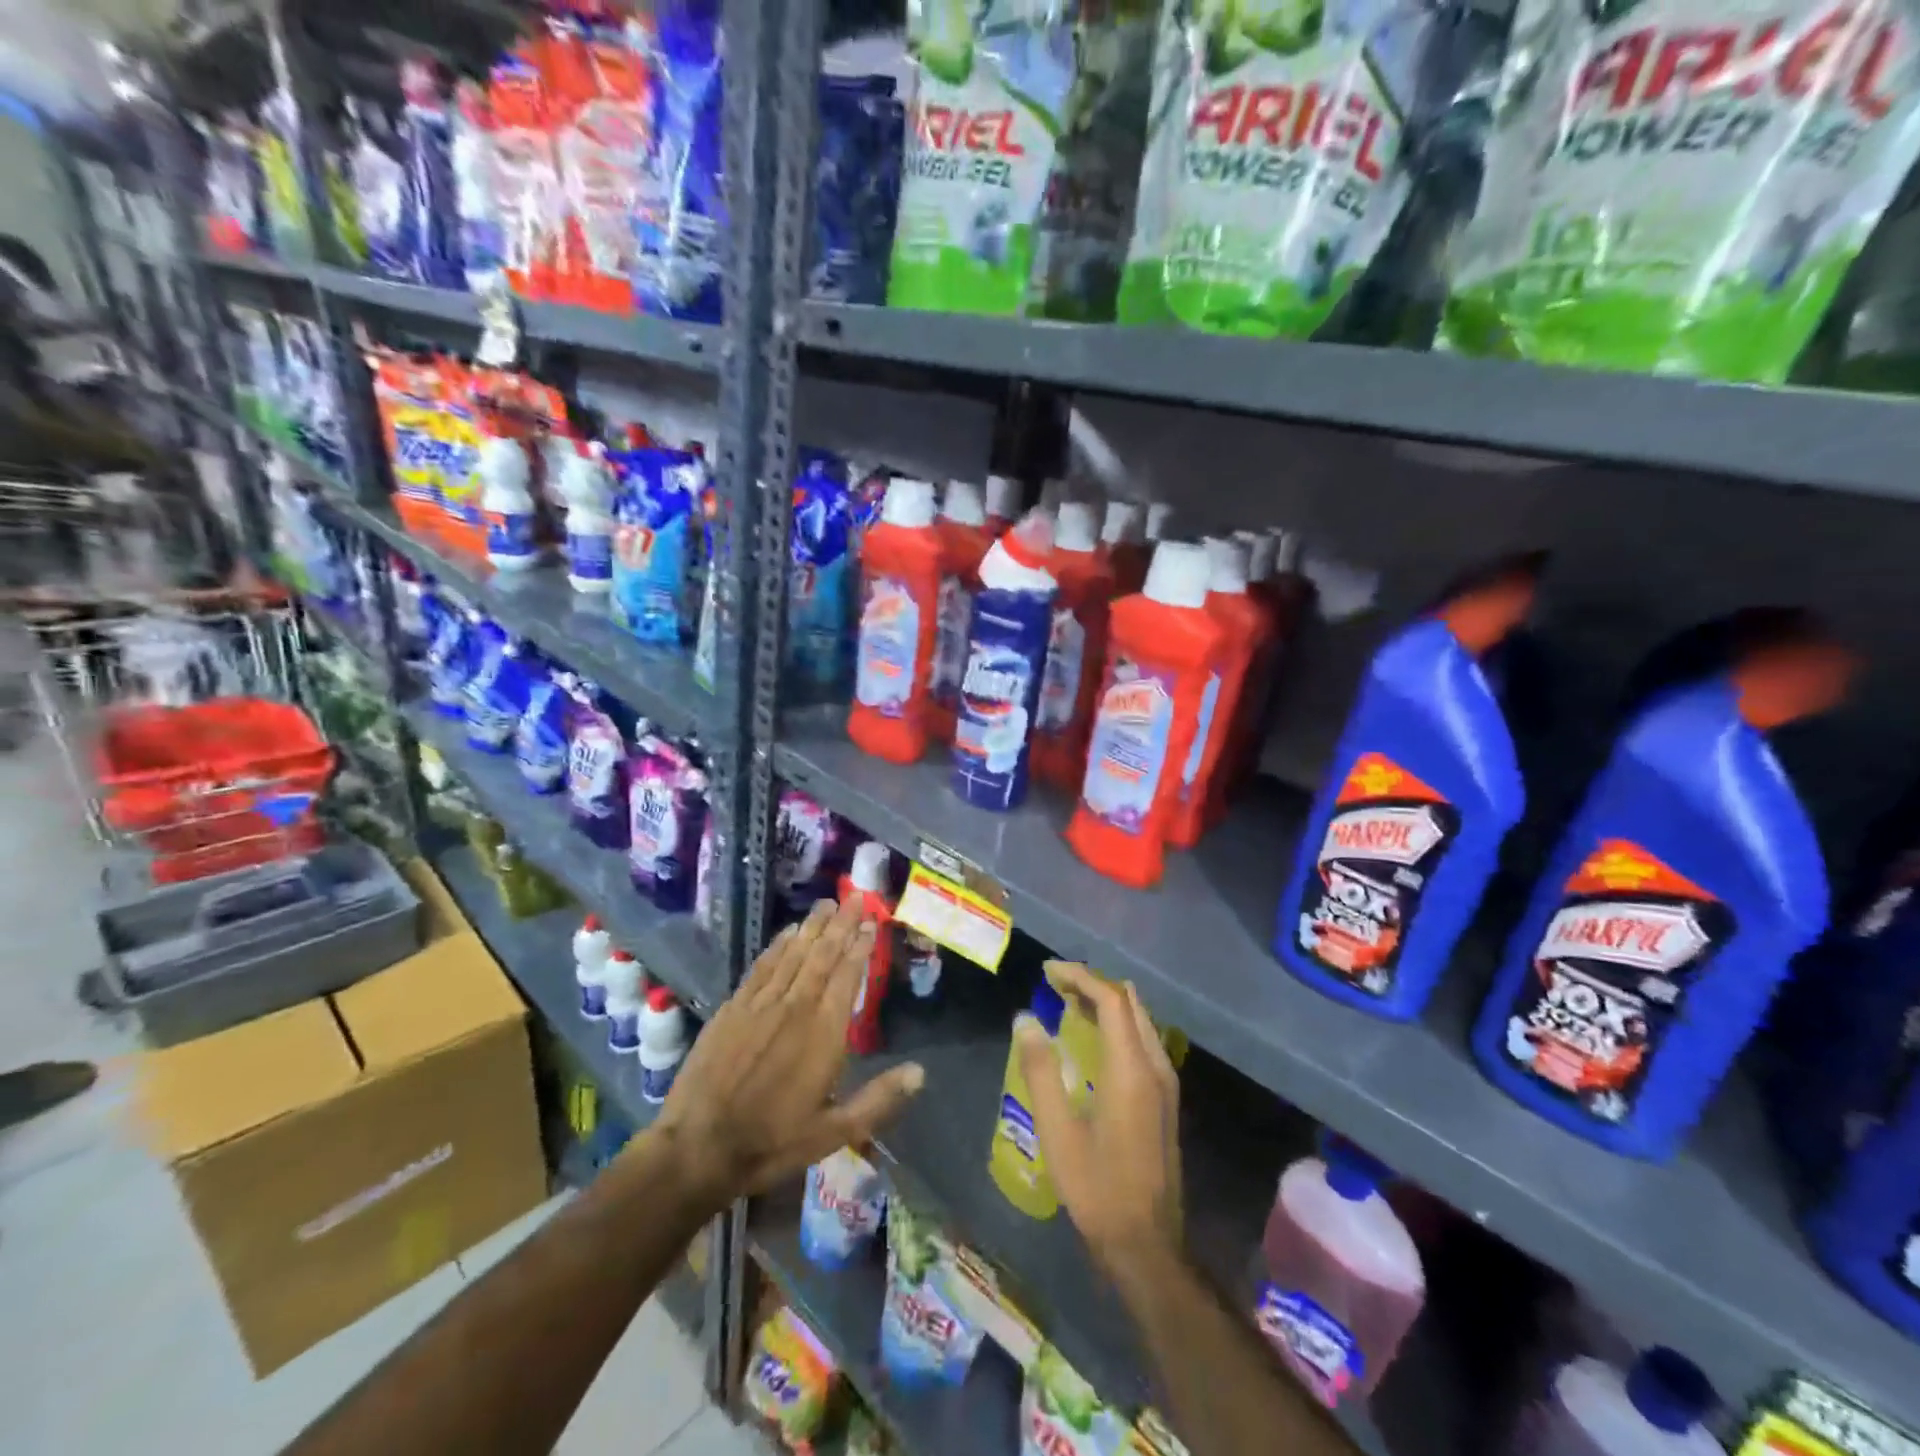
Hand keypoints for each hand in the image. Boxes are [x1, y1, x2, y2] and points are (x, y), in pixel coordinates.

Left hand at [652, 897, 924, 1205]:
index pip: (848, 977)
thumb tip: (921, 1072)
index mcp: (824, 1033)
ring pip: (793, 954)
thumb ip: (878, 1100)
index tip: (872, 922)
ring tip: (827, 903)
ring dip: (812, 927)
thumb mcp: (833, 1133)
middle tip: (855, 895)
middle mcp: (795, 1007)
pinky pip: (762, 966)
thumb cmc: (771, 1142)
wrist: (697, 1147)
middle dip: (841, 924)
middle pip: (823, 955)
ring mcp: (761, 1004)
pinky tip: (787, 932)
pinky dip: (778, 946)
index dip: (861, 947)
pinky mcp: (733, 1008)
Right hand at [1016, 961, 1182, 1265]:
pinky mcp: (1166, 1100)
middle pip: (1129, 1003)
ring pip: (1139, 1021)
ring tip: (1067, 1005)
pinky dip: (1117, 1026)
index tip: (1047, 972)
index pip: (1111, 999)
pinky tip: (1092, 1042)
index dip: (1080, 977)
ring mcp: (1166, 1084)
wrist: (1147, 1245)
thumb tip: (1025, 1019)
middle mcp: (1156, 1066)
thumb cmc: (1097, 1188)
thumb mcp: (1058, 1130)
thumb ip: (1041, 1069)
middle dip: (1093, 984)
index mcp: (1132, 1069)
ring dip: (1106, 1004)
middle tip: (1054, 985)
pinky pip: (1143, 1041)